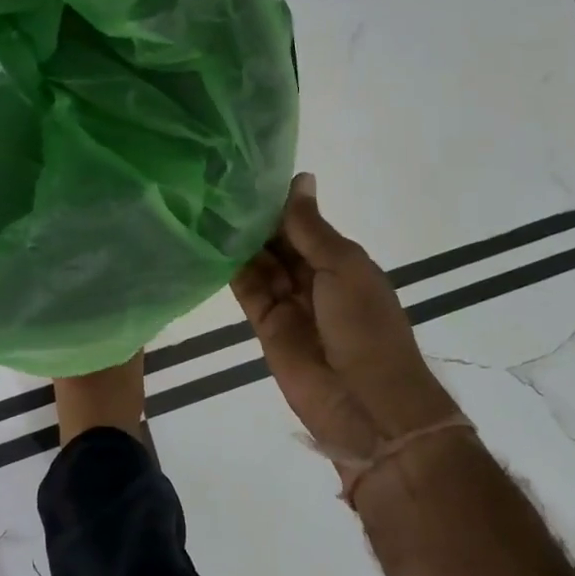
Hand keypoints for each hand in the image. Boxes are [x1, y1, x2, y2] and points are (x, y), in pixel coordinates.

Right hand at [231, 175, 458, 488]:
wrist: (366, 403)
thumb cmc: (365, 325)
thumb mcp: (344, 266)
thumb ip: (310, 227)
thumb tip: (300, 178)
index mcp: (341, 261)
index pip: (304, 223)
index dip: (280, 201)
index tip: (248, 172)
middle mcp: (314, 278)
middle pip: (279, 241)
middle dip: (256, 218)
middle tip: (218, 184)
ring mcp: (289, 302)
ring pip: (260, 262)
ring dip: (240, 239)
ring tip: (207, 204)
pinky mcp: (265, 326)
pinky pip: (246, 289)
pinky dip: (231, 267)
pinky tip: (209, 240)